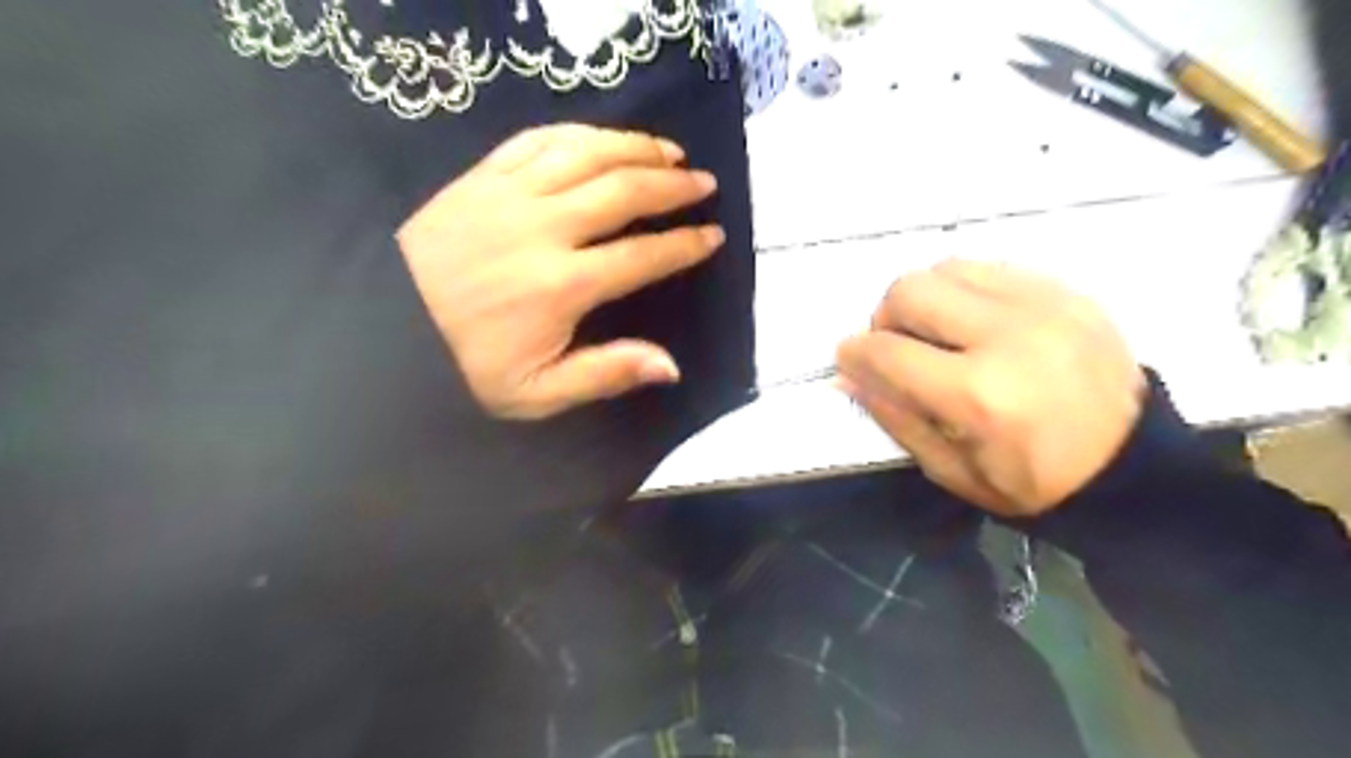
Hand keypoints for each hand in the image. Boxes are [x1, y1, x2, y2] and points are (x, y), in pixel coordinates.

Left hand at [397, 124, 721, 419]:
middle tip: (705, 183)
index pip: (642, 256)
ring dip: (635, 148)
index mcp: (562, 286)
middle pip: (623, 191)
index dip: (684, 244)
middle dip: (673, 186)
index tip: (713, 236)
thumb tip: (670, 365)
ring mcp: (510, 194)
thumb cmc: (464, 365)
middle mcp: (544, 229)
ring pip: (587, 154)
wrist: (382, 326)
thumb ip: (605, 374)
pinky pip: (539, 139)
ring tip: (670, 152)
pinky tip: (603, 138)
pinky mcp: (482, 177)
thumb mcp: (536, 393)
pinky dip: (580, 133)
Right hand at [843, 258, 1142, 514]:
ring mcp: (1043, 306)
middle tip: (899, 347)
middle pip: (909, 290)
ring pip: (947, 268)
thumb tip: (848, 373)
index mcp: (977, 395)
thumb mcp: (950, 470)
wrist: (1133, 468)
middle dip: (886, 318)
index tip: (851, 360)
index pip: (886, 351)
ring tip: (939, 332)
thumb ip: (893, 416)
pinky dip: (966, 290)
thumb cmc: (1033, 483)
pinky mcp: (1067, 292)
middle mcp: (1007, 336)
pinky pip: (990, 268)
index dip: (854, 353)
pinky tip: (977, 322)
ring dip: (926, 298)